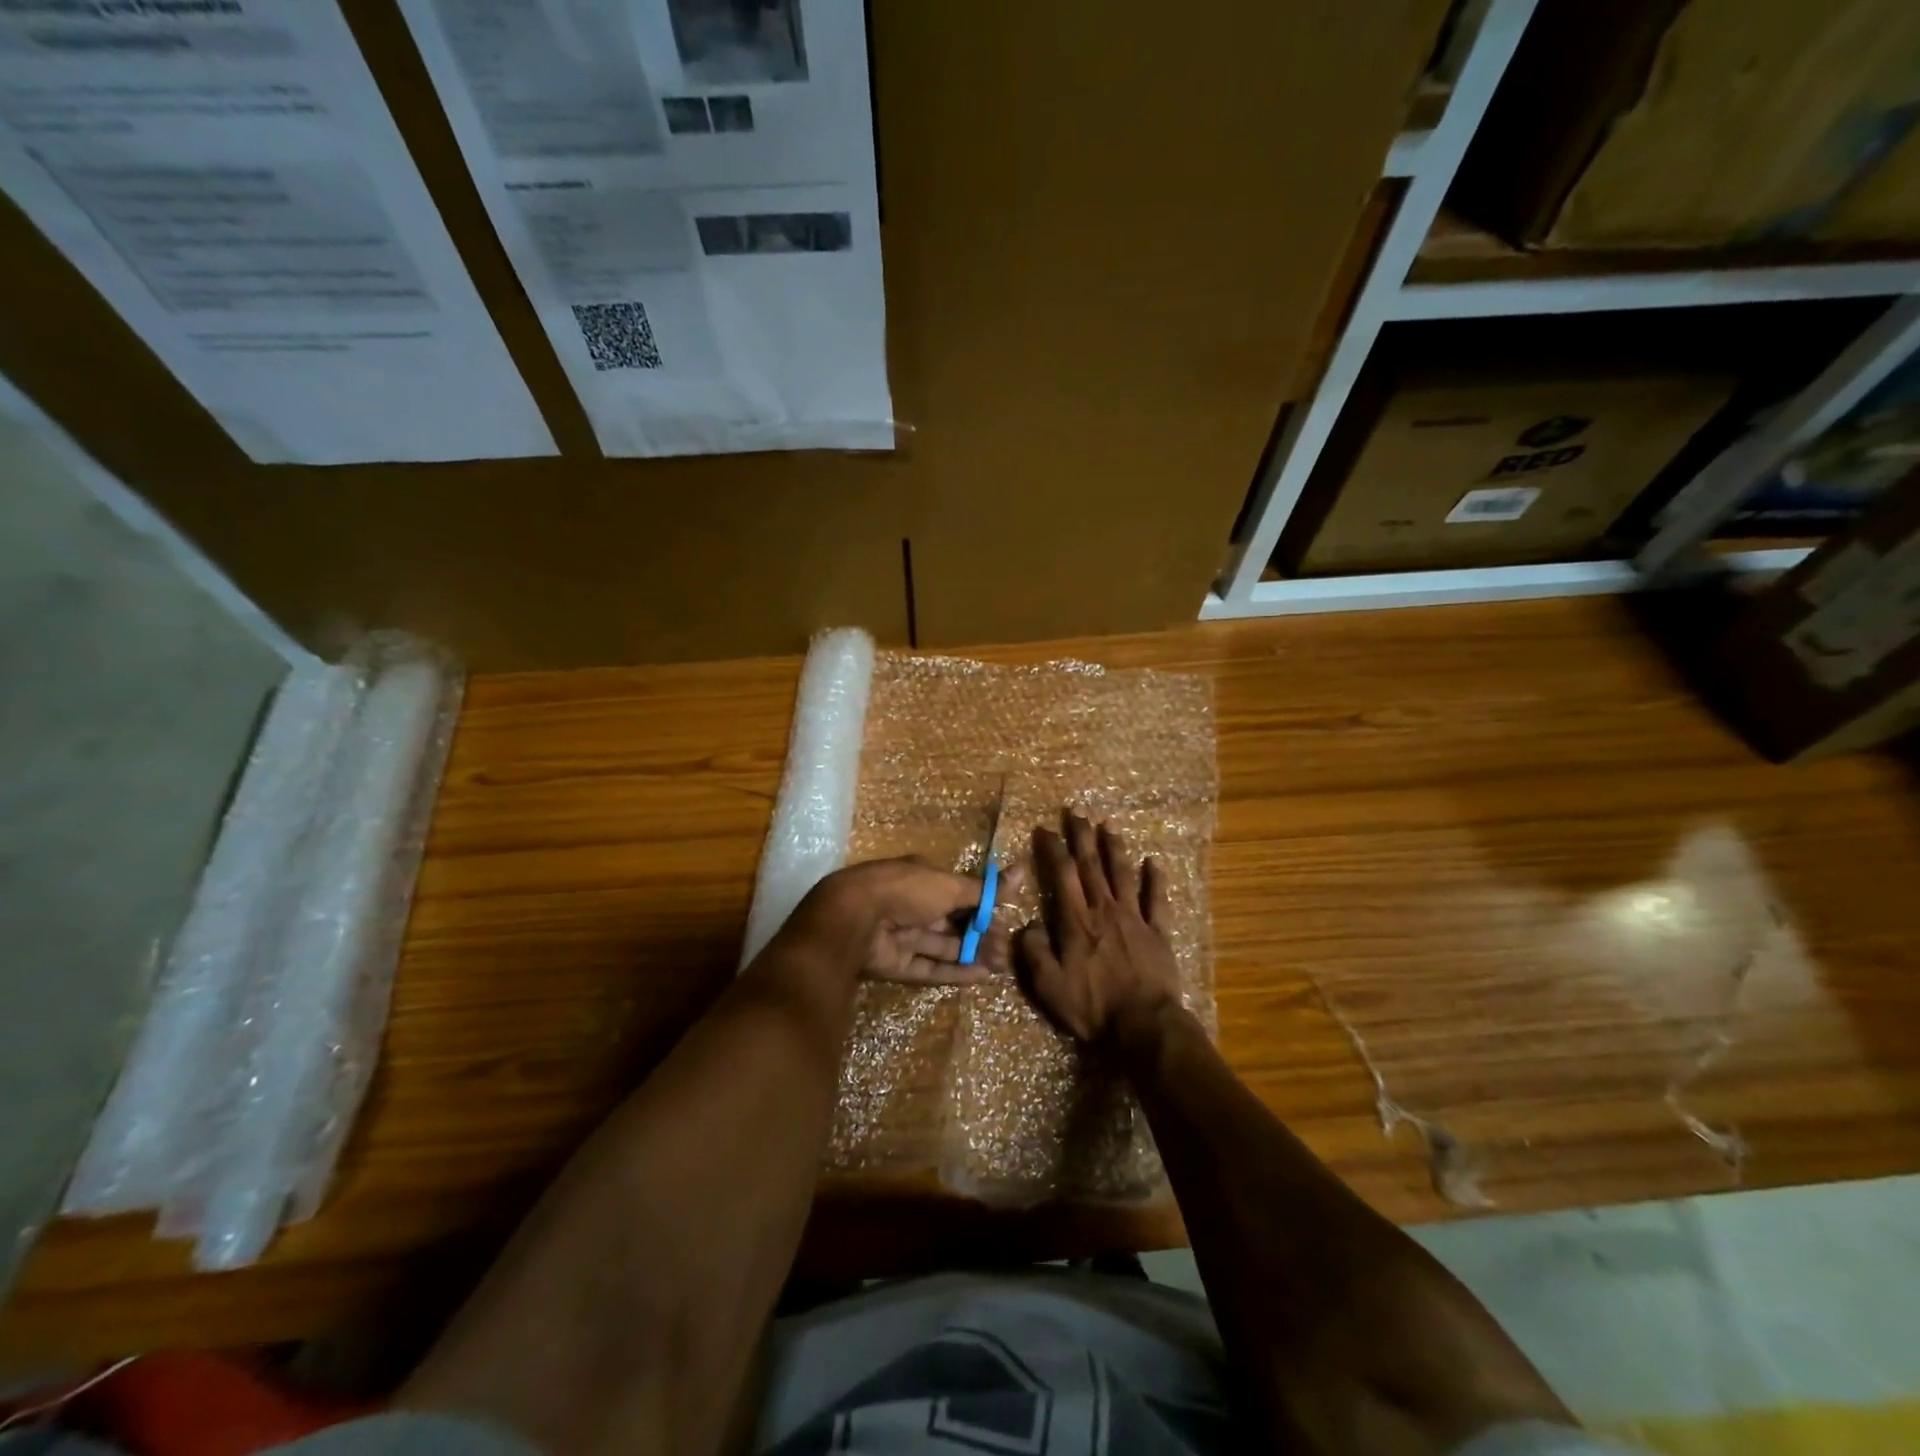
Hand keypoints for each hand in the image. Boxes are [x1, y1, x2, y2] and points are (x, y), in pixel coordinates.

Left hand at [804, 857, 1002, 984]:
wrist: (855, 918)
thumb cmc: (906, 891)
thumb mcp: (949, 885)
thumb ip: (984, 889)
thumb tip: (1021, 872)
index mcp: (922, 879)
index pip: (959, 893)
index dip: (984, 907)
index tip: (1009, 920)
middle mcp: (913, 905)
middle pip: (953, 922)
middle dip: (982, 934)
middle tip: (1009, 950)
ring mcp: (903, 935)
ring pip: (944, 946)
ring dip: (973, 954)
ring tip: (1003, 965)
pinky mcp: (895, 964)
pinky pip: (929, 967)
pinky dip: (954, 972)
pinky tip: (981, 977)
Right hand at [1015, 812, 1181, 1046]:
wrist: (1145, 1025)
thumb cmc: (1093, 1007)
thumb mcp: (1049, 986)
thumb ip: (1034, 953)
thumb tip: (1026, 926)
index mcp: (1077, 921)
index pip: (1062, 875)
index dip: (1053, 849)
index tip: (1044, 829)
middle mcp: (1105, 910)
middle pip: (1091, 865)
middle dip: (1081, 836)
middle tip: (1075, 812)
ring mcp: (1135, 918)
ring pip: (1123, 874)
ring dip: (1114, 848)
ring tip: (1108, 826)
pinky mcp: (1159, 933)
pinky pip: (1157, 900)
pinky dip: (1156, 879)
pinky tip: (1154, 863)